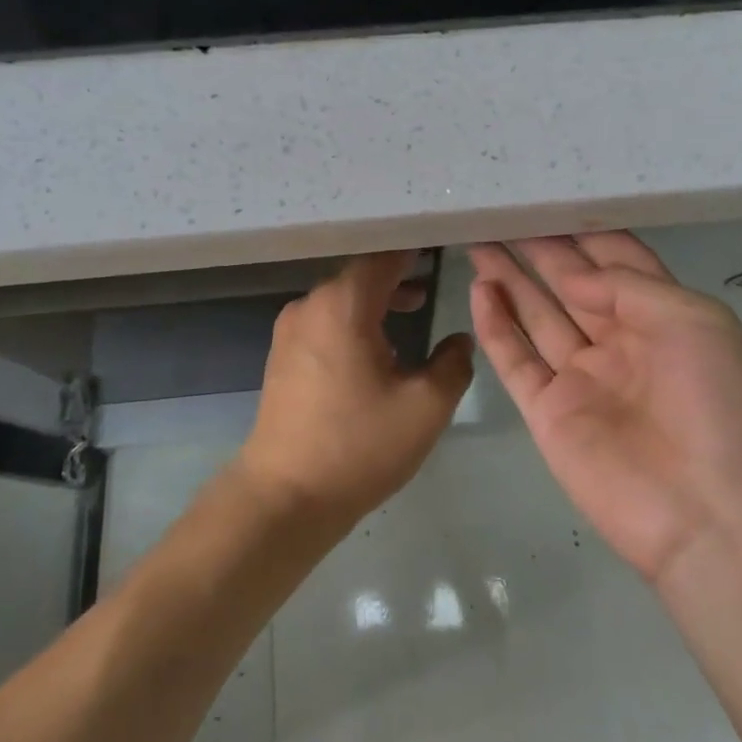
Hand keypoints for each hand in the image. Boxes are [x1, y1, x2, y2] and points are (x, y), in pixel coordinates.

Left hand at [240, 252, 474, 528]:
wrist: (285, 496)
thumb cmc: (359, 445)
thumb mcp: (425, 406)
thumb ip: (453, 364)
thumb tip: (459, 340)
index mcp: (343, 305)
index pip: (384, 257)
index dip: (415, 249)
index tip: (443, 245)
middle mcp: (310, 306)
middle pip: (360, 274)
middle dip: (399, 274)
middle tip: (435, 278)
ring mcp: (290, 331)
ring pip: (342, 299)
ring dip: (378, 299)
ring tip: (415, 308)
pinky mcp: (282, 356)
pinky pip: (325, 321)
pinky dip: (355, 320)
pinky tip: (378, 346)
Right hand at [468, 233, 741, 587]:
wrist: (714, 517)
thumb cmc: (720, 406)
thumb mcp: (694, 322)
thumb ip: (629, 287)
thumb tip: (574, 277)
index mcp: (665, 319)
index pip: (618, 263)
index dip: (585, 233)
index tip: (550, 200)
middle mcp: (620, 343)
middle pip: (571, 285)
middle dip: (539, 249)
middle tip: (500, 214)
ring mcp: (581, 379)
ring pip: (537, 316)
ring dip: (510, 279)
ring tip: (479, 241)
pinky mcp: (549, 412)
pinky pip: (516, 361)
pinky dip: (496, 327)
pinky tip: (481, 291)